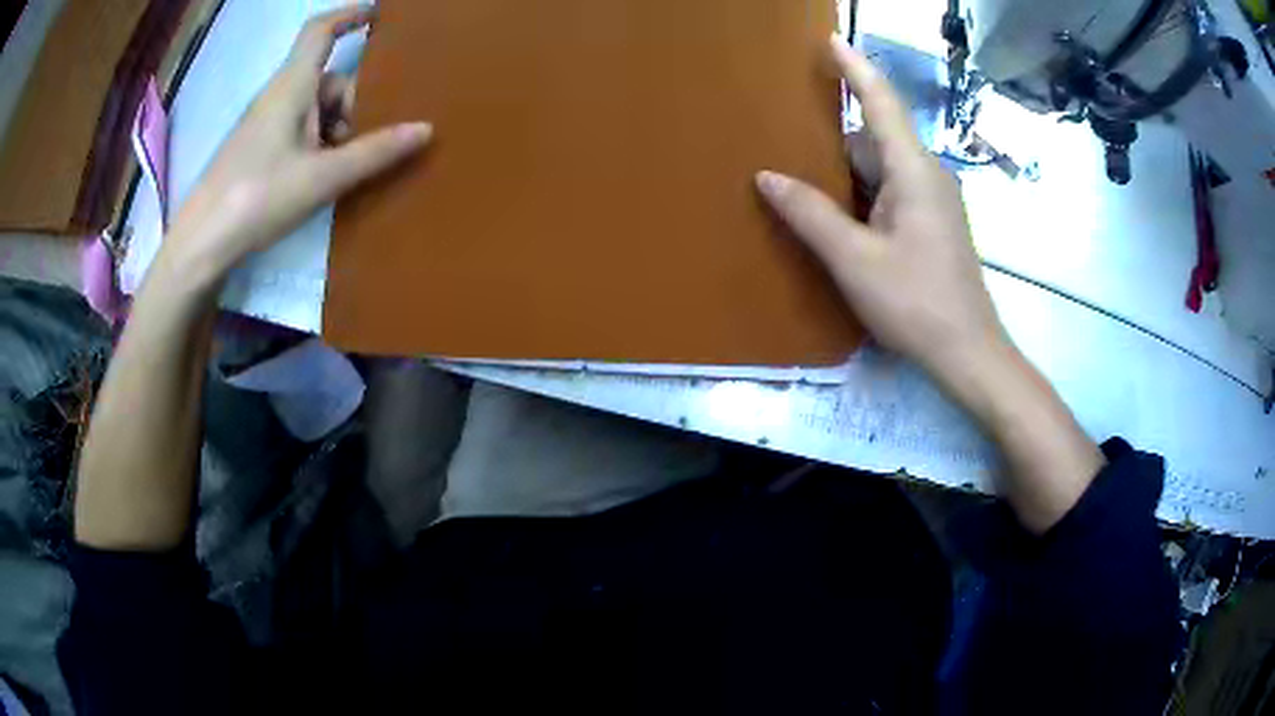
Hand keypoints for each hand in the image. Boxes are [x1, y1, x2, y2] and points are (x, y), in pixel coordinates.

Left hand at [164, 6, 431, 280]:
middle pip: (329, 78)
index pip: (321, 30)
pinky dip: (321, 143)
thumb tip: (425, 129)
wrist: (201, 243)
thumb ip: (374, 152)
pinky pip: (300, 130)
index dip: (351, 15)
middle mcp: (279, 96)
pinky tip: (326, 175)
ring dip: (339, 128)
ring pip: (316, 108)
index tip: (381, 14)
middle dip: (355, 101)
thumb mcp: (322, 177)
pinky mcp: (258, 149)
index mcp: (292, 86)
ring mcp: (266, 123)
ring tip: (349, 166)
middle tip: (372, 138)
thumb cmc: (258, 198)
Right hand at [756, 37, 1003, 382]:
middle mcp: (927, 175)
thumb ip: (810, 214)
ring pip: (880, 168)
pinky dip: (860, 193)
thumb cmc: (915, 303)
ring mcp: (932, 200)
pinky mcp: (931, 223)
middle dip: (833, 136)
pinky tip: (834, 213)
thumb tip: (766, 176)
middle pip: (874, 138)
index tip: (830, 39)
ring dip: (844, 171)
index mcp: (914, 171)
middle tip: (787, 132)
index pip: (880, 103)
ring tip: (800, 177)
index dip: (855, 68)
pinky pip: (889, 191)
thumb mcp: (855, 260)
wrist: (967, 352)